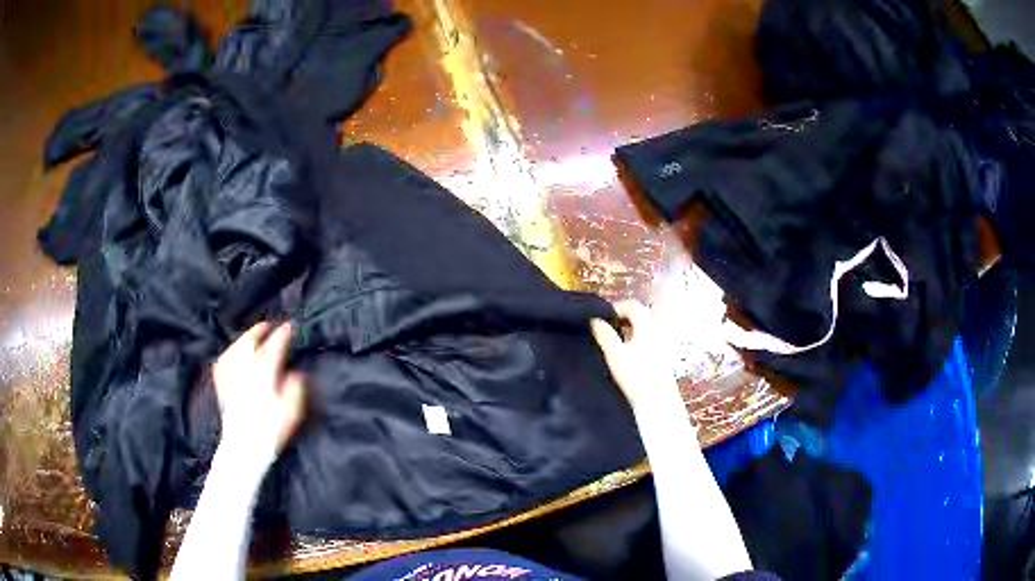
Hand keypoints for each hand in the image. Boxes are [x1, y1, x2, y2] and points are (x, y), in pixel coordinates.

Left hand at [213, 322, 306, 454]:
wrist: (244, 446)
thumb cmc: (271, 429)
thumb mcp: (292, 411)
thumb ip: (295, 388)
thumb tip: (295, 373)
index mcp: (264, 372)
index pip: (274, 346)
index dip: (283, 335)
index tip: (290, 327)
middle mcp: (245, 368)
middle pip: (250, 341)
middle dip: (260, 331)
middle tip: (269, 326)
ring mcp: (231, 375)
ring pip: (236, 347)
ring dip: (245, 339)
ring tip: (252, 337)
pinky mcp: (221, 384)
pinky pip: (224, 360)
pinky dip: (230, 353)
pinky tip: (233, 354)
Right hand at [591, 301, 685, 416]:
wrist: (658, 401)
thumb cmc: (635, 376)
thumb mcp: (614, 354)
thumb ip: (603, 334)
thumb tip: (594, 320)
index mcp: (648, 324)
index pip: (631, 305)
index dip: (614, 308)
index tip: (600, 321)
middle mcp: (659, 329)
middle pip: (639, 315)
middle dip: (621, 320)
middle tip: (605, 332)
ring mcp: (664, 342)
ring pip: (644, 328)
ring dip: (629, 332)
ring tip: (614, 346)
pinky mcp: (666, 356)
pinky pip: (649, 340)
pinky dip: (637, 341)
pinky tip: (628, 357)